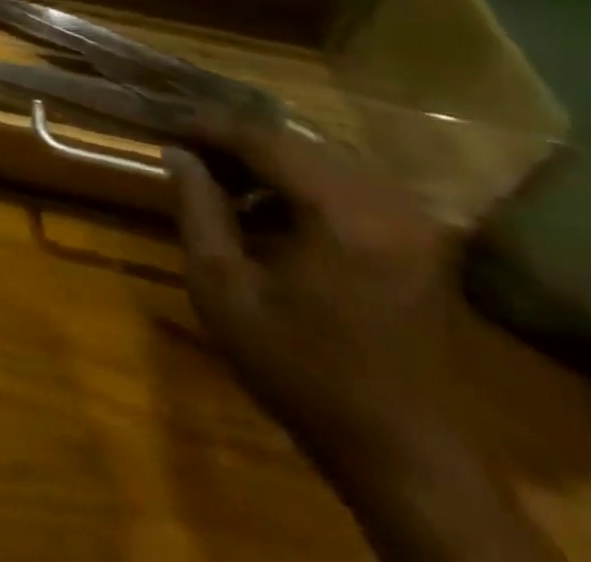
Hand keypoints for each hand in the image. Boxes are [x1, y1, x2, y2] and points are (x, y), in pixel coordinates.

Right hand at [165, 118, 464, 482]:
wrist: (409, 463)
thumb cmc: (303, 374)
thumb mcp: (224, 290)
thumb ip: (198, 210)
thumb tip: (177, 154)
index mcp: (341, 212)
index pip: (263, 139)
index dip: (210, 128)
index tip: (169, 128)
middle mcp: (386, 204)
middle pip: (296, 145)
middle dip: (238, 145)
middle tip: (191, 157)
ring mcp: (413, 224)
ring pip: (322, 163)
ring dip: (270, 167)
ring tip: (223, 186)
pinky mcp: (421, 246)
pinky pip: (350, 190)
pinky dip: (303, 190)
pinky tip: (270, 216)